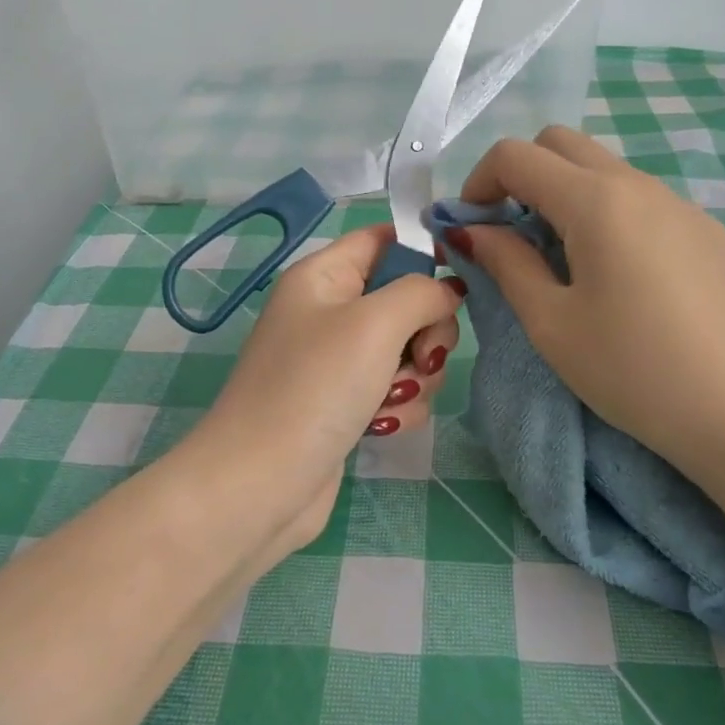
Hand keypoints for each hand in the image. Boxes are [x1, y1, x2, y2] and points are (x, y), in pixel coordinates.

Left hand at [205, 225, 462, 549]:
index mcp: (323, 276)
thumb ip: (422, 292)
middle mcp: (329, 311)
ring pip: (408, 348)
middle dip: (426, 330)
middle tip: (422, 356)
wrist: (262, 485)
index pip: (383, 239)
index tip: (461, 279)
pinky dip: (398, 405)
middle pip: (405, 298)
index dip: (424, 251)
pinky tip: (381, 426)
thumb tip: (448, 290)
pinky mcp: (346, 403)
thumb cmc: (315, 388)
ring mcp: (337, 360)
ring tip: (391, 399)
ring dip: (414, 375)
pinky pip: (394, 388)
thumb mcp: (374, 323)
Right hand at [452, 127, 724, 484]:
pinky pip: (641, 200)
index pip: (516, 155)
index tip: (471, 229)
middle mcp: (640, 185)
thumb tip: (472, 230)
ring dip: (564, 195)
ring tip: (563, 262)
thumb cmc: (636, 372)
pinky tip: (620, 278)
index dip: (478, 182)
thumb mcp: (552, 324)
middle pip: (561, 144)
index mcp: (596, 201)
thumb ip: (506, 263)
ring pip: (604, 170)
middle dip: (520, 176)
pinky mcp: (708, 233)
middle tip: (510, 234)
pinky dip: (607, 214)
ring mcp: (681, 205)